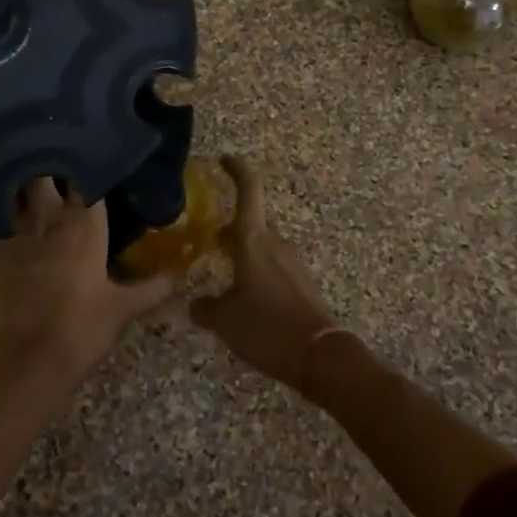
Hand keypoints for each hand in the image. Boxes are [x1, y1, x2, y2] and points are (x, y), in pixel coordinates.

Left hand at [0, 178, 173, 378]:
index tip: (91, 159)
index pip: (89, 177)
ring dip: (16, 178)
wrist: (26, 359)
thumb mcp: (123, 309)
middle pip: (46, 171)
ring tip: (20, 171)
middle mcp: (51, 216)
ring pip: (14, 186)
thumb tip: (181, 274)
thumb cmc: (81, 330)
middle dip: (48, 163)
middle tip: (53, 162)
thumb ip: (152, 287)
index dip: (89, 166)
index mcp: (86, 224)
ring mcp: (16, 229)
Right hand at [190, 156, 342, 389]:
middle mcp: (275, 244)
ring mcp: (291, 264)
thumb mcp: (225, 320)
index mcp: (254, 241)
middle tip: (209, 237)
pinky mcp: (301, 285)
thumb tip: (195, 304)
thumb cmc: (267, 327)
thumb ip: (206, 308)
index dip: (237, 170)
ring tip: (223, 270)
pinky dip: (256, 271)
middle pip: (253, 221)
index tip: (224, 159)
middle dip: (231, 225)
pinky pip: (273, 267)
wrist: (320, 357)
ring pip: (262, 246)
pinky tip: (244, 296)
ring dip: (243, 251)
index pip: (248, 191)